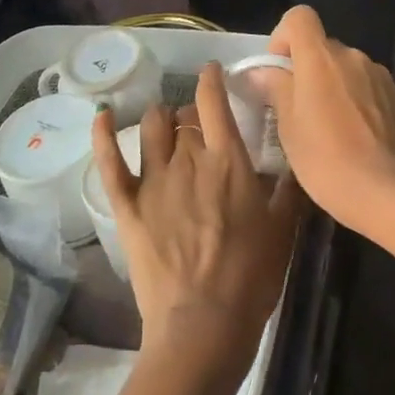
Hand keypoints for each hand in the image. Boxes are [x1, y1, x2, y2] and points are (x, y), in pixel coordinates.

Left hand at [91, 63, 304, 371]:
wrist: (203, 324)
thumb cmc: (251, 276)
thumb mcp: (284, 228)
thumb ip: (288, 188)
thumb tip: (293, 161)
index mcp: (228, 160)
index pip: (214, 102)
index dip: (210, 79)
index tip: (211, 70)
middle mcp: (188, 159)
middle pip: (183, 116)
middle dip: (191, 113)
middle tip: (200, 127)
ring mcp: (154, 180)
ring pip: (151, 127)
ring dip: (160, 120)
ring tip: (166, 127)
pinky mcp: (127, 205)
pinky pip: (109, 161)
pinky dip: (103, 136)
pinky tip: (101, 116)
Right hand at [264, 5, 394, 234]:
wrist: (387, 192)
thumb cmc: (326, 159)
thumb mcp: (288, 127)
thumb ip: (276, 89)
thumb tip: (263, 72)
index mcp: (321, 57)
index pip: (300, 17)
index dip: (284, 36)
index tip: (279, 70)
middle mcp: (353, 56)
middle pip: (323, 47)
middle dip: (308, 69)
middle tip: (298, 109)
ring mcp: (381, 76)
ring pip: (348, 69)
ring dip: (334, 86)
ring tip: (329, 127)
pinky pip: (369, 88)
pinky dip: (357, 101)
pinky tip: (356, 137)